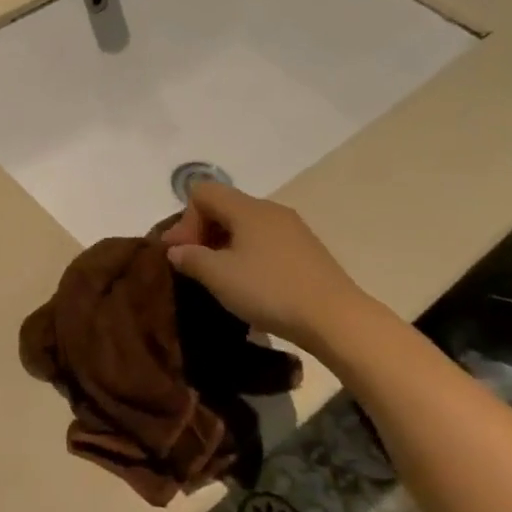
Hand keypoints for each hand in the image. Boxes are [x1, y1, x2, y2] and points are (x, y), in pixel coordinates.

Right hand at [160, 182, 370, 348]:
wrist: (335, 318)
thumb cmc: (269, 290)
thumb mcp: (218, 276)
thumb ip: (190, 258)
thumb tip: (177, 250)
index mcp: (248, 209)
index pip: (202, 193)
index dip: (184, 220)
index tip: (181, 253)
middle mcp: (271, 210)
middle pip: (224, 206)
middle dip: (201, 232)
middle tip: (192, 265)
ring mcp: (292, 230)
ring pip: (244, 225)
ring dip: (223, 245)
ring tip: (218, 276)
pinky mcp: (305, 251)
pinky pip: (264, 241)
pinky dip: (246, 254)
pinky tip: (247, 283)